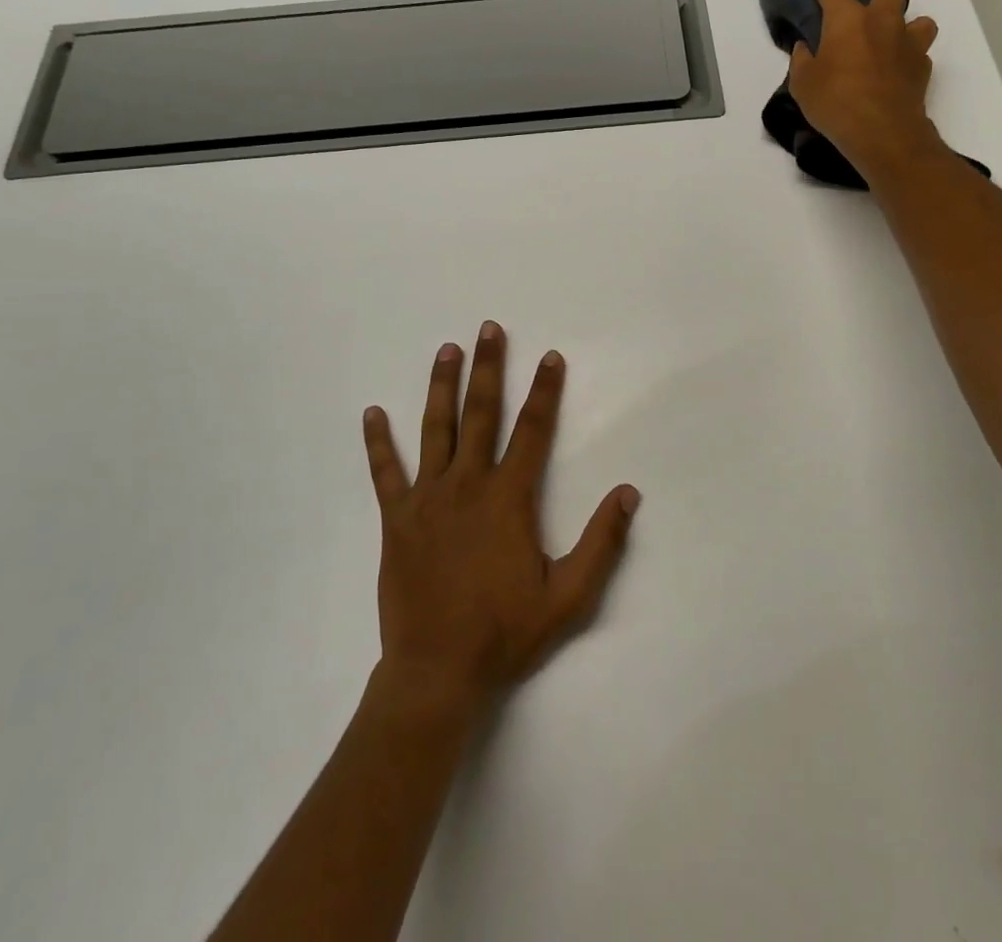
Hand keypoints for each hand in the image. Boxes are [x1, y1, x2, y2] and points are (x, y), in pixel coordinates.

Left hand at [362, 322, 640, 713]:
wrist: (438, 672)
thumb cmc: (506, 632)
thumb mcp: (570, 596)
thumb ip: (602, 542)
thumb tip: (629, 492)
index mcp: (509, 498)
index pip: (534, 431)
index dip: (546, 391)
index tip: (551, 357)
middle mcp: (467, 485)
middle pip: (481, 414)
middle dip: (489, 368)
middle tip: (489, 329)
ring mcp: (427, 499)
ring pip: (435, 429)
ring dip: (441, 386)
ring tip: (446, 350)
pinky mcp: (396, 519)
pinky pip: (385, 472)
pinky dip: (378, 442)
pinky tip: (372, 413)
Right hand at [788, 0, 942, 178]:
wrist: (883, 132)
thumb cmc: (836, 103)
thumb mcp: (803, 84)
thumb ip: (802, 60)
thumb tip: (805, 47)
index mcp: (849, 20)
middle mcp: (883, 22)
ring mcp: (908, 44)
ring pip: (919, 17)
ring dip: (906, 19)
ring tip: (893, 31)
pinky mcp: (922, 67)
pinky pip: (919, 51)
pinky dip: (908, 54)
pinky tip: (897, 66)